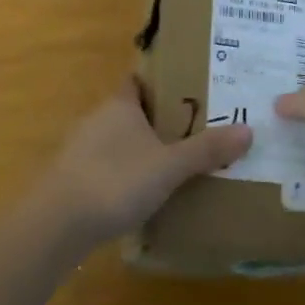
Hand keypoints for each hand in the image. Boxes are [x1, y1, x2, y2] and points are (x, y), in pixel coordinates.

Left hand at [39, 77, 251, 254]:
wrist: (56, 224)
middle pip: (131, 111)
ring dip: (139, 150)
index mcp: (120, 104)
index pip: (138, 80)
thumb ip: (206, 150)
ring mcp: (81, 150)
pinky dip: (123, 176)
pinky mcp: (72, 181)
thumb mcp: (168, 166)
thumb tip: (248, 130)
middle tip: (192, 129)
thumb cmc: (115, 180)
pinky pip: (105, 168)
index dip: (160, 81)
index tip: (187, 88)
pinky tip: (140, 196)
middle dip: (157, 119)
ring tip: (172, 165)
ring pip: (117, 141)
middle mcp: (98, 119)